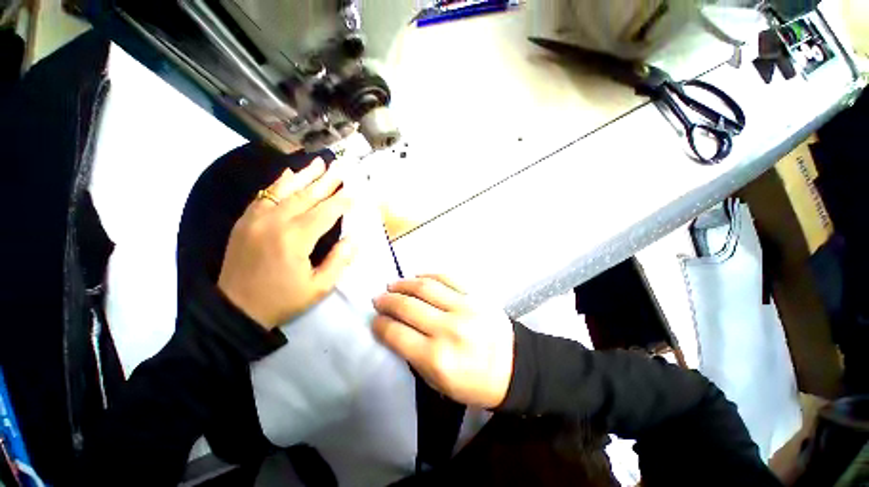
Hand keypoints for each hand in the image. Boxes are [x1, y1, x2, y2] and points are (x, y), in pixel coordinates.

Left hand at [218, 158, 356, 328]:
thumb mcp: (318, 288)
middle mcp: (275, 222)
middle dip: (327, 181)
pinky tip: (289, 174)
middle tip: (341, 167)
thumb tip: (354, 239)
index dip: (342, 201)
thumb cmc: (282, 300)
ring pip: (284, 190)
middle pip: (306, 195)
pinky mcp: (245, 221)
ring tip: (319, 162)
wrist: (235, 310)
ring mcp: (256, 219)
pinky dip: (279, 183)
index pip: (325, 212)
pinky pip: (264, 195)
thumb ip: (338, 261)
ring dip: (304, 175)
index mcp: (295, 239)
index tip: (355, 191)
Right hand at [372, 275, 514, 408]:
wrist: (515, 366)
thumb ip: (415, 357)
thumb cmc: (475, 382)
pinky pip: (447, 278)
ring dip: (404, 284)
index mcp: (437, 358)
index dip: (380, 325)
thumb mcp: (440, 384)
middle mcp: (448, 329)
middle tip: (379, 298)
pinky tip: (417, 276)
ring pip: (425, 287)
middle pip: (408, 306)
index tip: (375, 320)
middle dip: (387, 301)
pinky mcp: (475, 295)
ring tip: (393, 284)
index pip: (397, 334)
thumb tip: (396, 331)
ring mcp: (464, 308)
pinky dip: (429, 275)